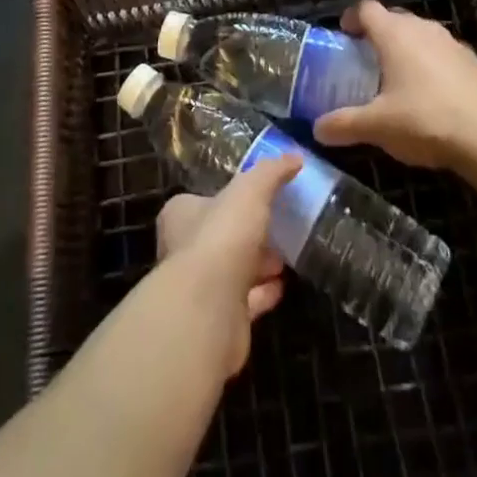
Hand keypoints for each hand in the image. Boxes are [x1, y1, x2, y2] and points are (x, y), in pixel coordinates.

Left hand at [155, 153, 298, 375]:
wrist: (209, 309)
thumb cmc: (222, 236)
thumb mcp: (251, 190)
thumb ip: (271, 172)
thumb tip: (295, 157)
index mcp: (181, 215)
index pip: (203, 201)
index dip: (230, 200)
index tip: (258, 201)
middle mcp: (184, 250)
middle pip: (220, 237)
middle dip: (249, 235)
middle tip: (277, 230)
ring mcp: (200, 289)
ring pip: (233, 271)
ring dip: (258, 266)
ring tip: (284, 259)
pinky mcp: (218, 320)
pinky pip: (244, 302)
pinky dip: (263, 294)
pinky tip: (282, 287)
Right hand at [312, 0, 476, 171]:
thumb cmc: (425, 121)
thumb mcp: (377, 126)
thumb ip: (344, 124)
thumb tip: (317, 129)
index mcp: (394, 34)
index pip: (366, 8)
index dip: (351, 18)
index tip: (343, 36)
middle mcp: (422, 28)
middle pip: (393, 18)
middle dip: (377, 35)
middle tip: (366, 61)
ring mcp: (450, 41)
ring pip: (419, 34)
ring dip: (405, 48)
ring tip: (397, 77)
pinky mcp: (472, 60)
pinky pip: (441, 52)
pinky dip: (430, 63)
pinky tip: (430, 93)